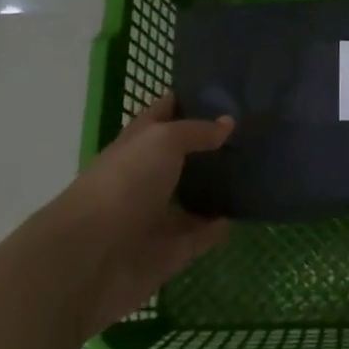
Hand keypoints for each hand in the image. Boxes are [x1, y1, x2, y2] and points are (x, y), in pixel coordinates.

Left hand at [32, 93, 234, 335]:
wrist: (91, 258)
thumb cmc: (123, 184)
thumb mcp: (162, 141)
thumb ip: (196, 131)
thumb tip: (227, 123)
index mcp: (138, 143)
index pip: (165, 112)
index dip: (191, 99)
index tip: (227, 90)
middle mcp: (147, 176)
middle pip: (183, 155)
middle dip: (213, 144)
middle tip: (254, 130)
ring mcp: (157, 215)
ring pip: (194, 195)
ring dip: (220, 186)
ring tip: (257, 170)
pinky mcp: (170, 251)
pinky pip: (202, 234)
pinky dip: (220, 226)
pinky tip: (245, 213)